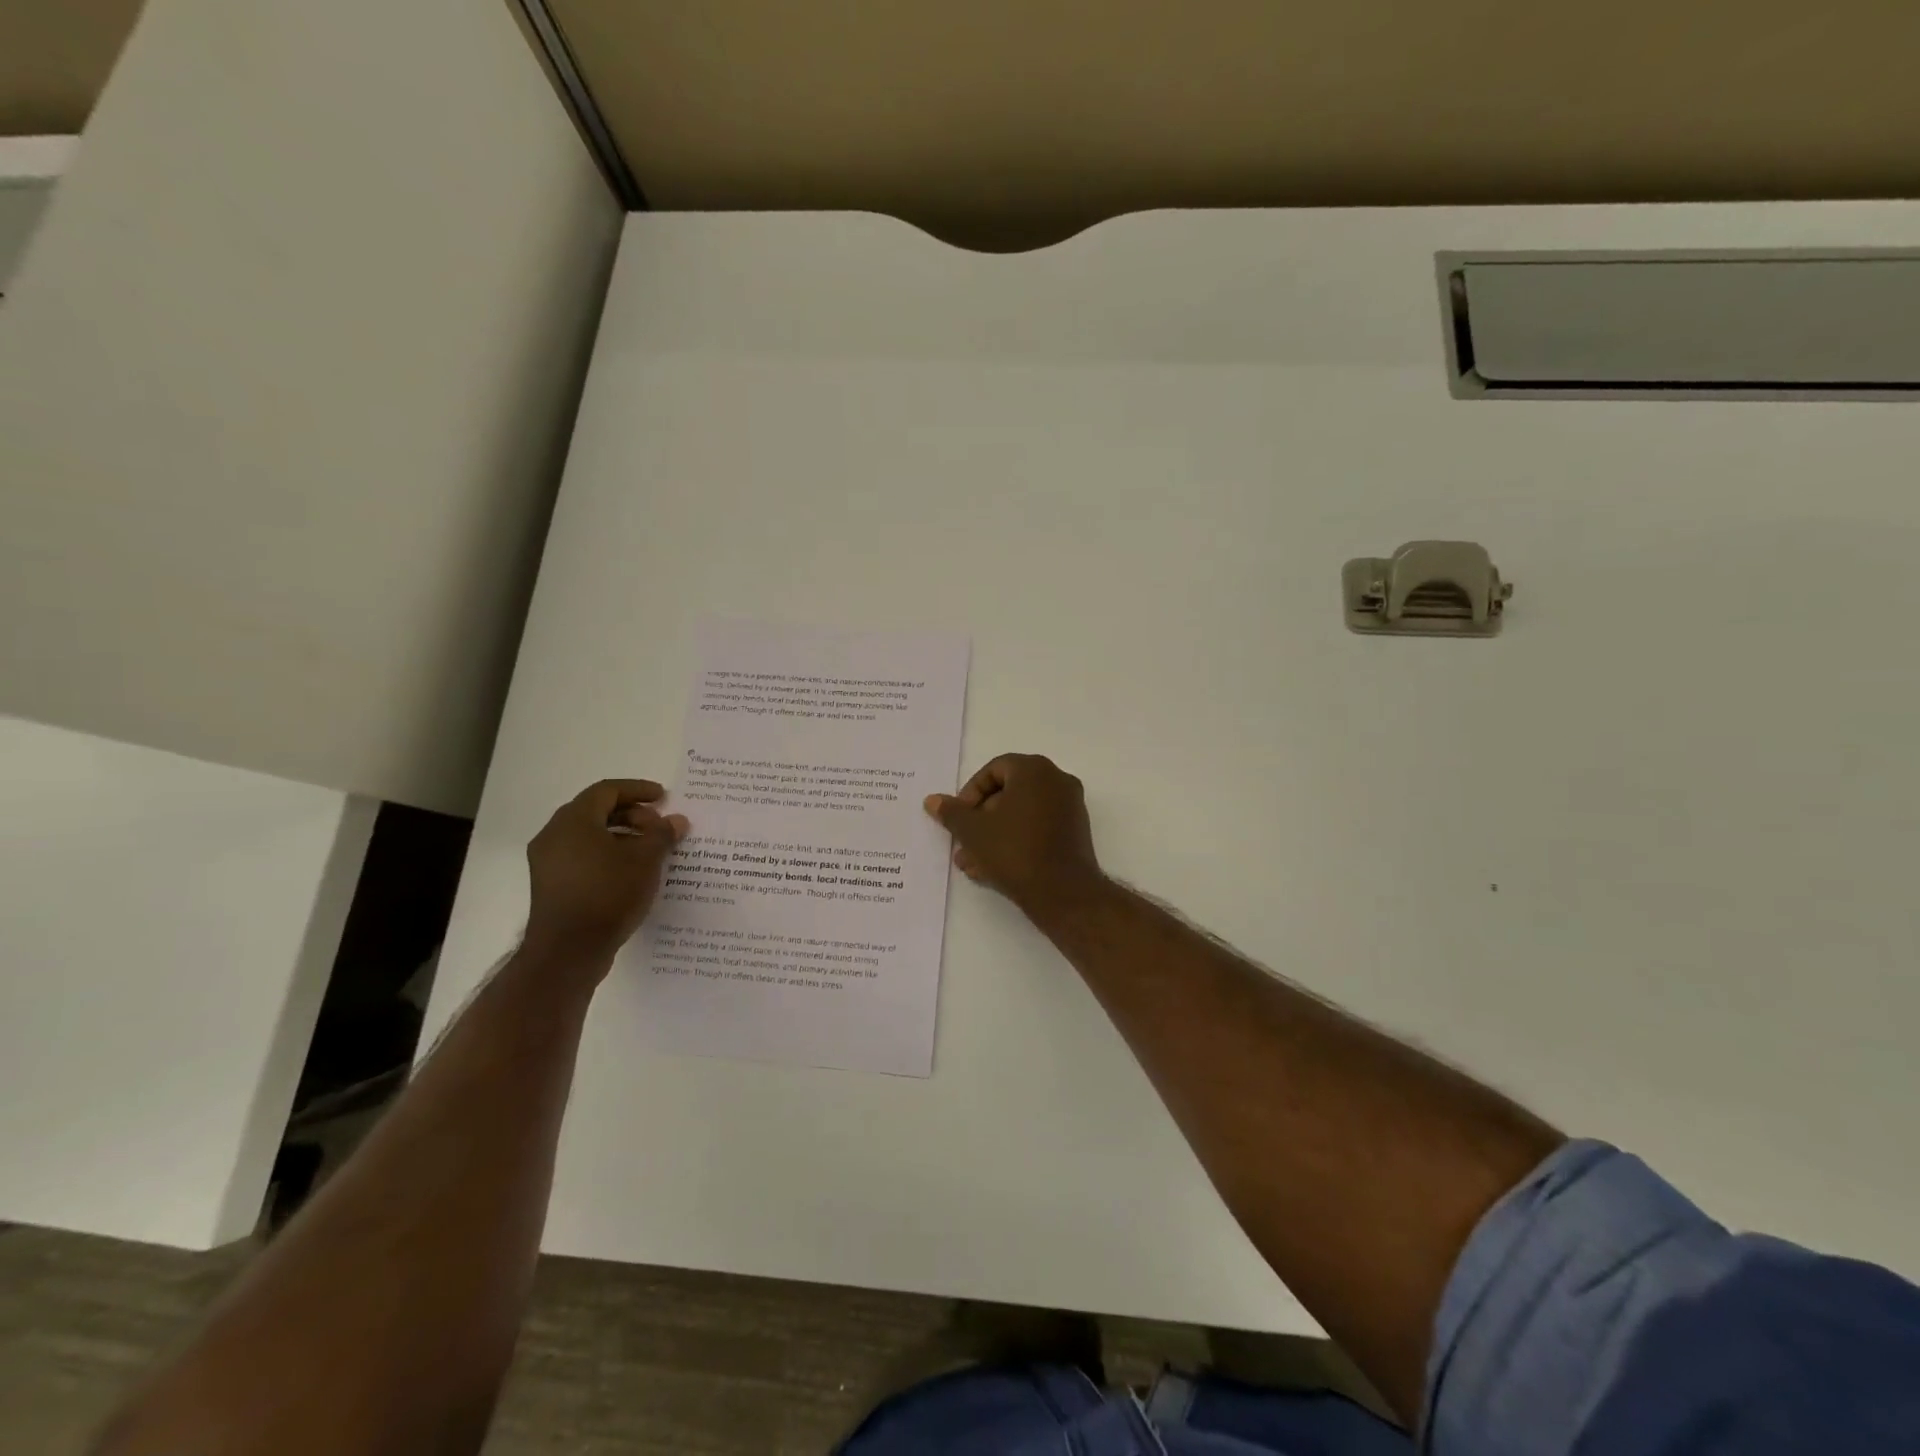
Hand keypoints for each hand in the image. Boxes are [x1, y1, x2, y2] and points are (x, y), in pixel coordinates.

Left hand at [524, 779, 689, 966]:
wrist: (568, 951)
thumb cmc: (608, 894)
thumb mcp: (645, 860)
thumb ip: (662, 835)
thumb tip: (677, 820)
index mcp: (573, 821)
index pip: (607, 791)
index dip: (638, 790)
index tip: (664, 798)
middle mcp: (554, 835)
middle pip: (595, 811)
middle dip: (632, 814)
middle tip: (659, 826)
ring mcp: (548, 862)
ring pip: (588, 835)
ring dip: (621, 835)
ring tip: (650, 850)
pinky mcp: (551, 884)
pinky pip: (582, 856)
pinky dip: (607, 854)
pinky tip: (630, 871)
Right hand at [924, 754, 1107, 921]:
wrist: (1063, 893)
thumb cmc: (1014, 851)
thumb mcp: (973, 832)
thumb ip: (951, 813)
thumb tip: (932, 801)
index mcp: (1034, 770)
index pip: (994, 770)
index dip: (970, 793)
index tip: (959, 818)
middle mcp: (1056, 781)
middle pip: (1008, 792)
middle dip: (980, 819)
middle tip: (962, 842)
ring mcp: (1070, 807)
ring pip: (1021, 814)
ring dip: (993, 834)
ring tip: (971, 863)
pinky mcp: (1075, 832)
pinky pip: (1038, 828)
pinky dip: (1015, 841)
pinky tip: (992, 870)